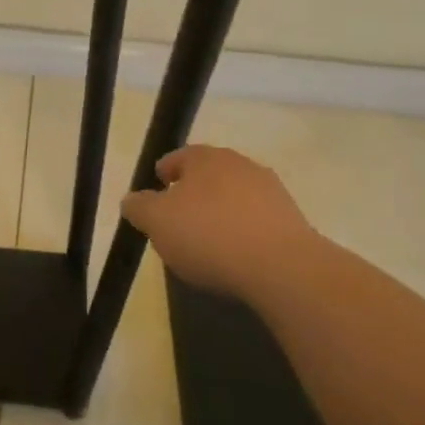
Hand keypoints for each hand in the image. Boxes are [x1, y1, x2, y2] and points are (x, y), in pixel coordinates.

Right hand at [120, 145, 322, 301]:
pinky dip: (244, 233)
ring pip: (234, 198)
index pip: (177, 158)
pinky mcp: (292, 219)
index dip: (163, 176)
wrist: (283, 267)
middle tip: (178, 223)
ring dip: (221, 214)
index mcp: (205, 157)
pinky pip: (257, 221)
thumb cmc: (209, 235)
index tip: (156, 197)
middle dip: (192, 196)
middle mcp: (240, 164)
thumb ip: (138, 207)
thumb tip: (132, 200)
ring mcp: (271, 190)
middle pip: (208, 176)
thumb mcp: (156, 222)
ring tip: (208, 246)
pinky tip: (237, 258)